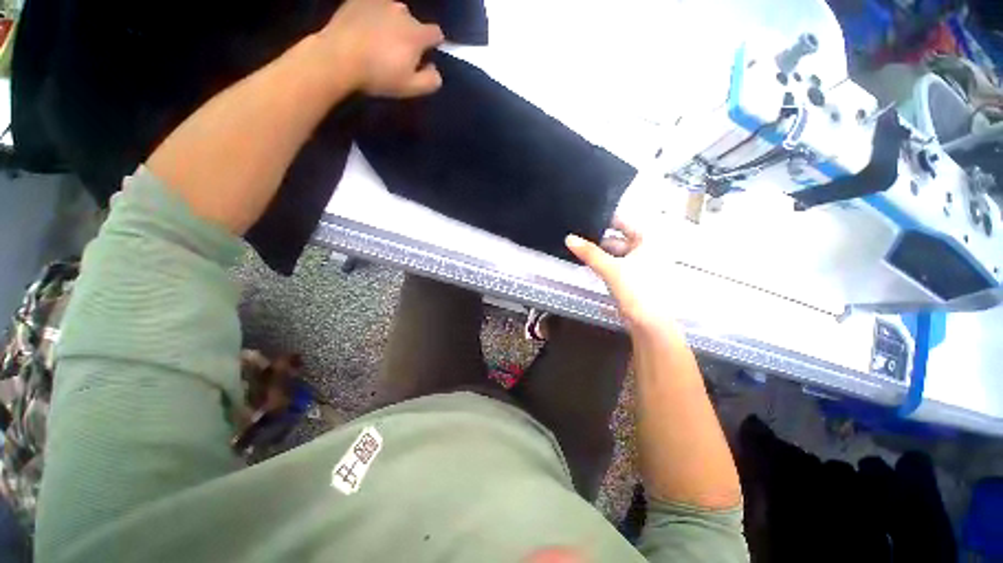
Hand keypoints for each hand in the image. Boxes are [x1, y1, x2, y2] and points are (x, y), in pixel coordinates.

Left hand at [319, 0, 444, 97]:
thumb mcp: (410, 88)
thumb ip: (431, 81)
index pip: (436, 33)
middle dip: (409, 36)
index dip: (433, 44)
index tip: (424, 55)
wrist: (338, 57)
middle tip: (396, 53)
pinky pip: (373, 8)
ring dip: (391, 25)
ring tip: (378, 41)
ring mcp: (379, 2)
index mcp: (416, 33)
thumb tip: (435, 70)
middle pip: (413, 23)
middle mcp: (402, 11)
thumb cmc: (378, 75)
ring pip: (393, 14)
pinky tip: (364, 32)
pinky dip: (373, 18)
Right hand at [566, 219, 679, 337]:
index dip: (605, 220)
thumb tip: (570, 238)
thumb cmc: (637, 290)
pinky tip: (591, 265)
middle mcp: (648, 249)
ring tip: (581, 251)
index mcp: (648, 241)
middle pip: (619, 238)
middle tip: (578, 237)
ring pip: (617, 253)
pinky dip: (605, 264)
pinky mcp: (636, 278)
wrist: (649, 323)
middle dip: (599, 239)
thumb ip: (589, 253)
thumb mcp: (610, 268)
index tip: (586, 219)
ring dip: (601, 253)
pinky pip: (618, 264)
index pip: (624, 222)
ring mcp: (643, 264)